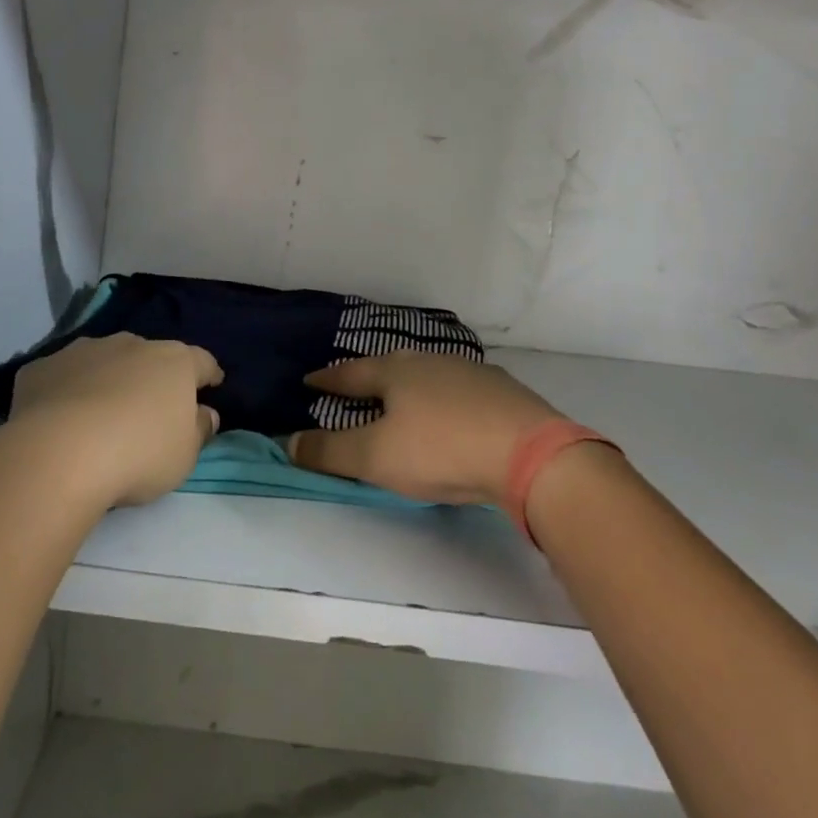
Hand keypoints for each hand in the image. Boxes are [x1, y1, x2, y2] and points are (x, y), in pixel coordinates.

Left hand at [6, 334, 222, 509]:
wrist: (60, 452)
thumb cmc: (138, 453)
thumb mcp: (184, 455)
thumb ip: (199, 430)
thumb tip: (206, 413)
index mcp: (173, 361)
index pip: (201, 361)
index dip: (208, 374)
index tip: (211, 385)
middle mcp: (131, 344)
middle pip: (149, 357)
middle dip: (151, 377)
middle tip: (148, 409)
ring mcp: (83, 350)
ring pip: (103, 361)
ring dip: (107, 379)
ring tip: (99, 416)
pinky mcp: (42, 367)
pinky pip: (62, 377)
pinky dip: (65, 392)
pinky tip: (57, 421)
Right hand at [288, 352, 563, 504]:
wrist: (528, 451)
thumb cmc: (440, 449)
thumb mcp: (376, 457)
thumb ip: (329, 451)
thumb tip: (288, 440)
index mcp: (394, 371)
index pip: (350, 373)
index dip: (327, 380)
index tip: (309, 381)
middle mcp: (428, 361)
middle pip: (388, 366)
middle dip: (369, 378)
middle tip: (354, 389)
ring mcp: (468, 371)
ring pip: (426, 374)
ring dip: (408, 386)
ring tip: (401, 400)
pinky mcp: (500, 390)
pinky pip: (458, 389)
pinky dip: (443, 399)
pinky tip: (451, 413)